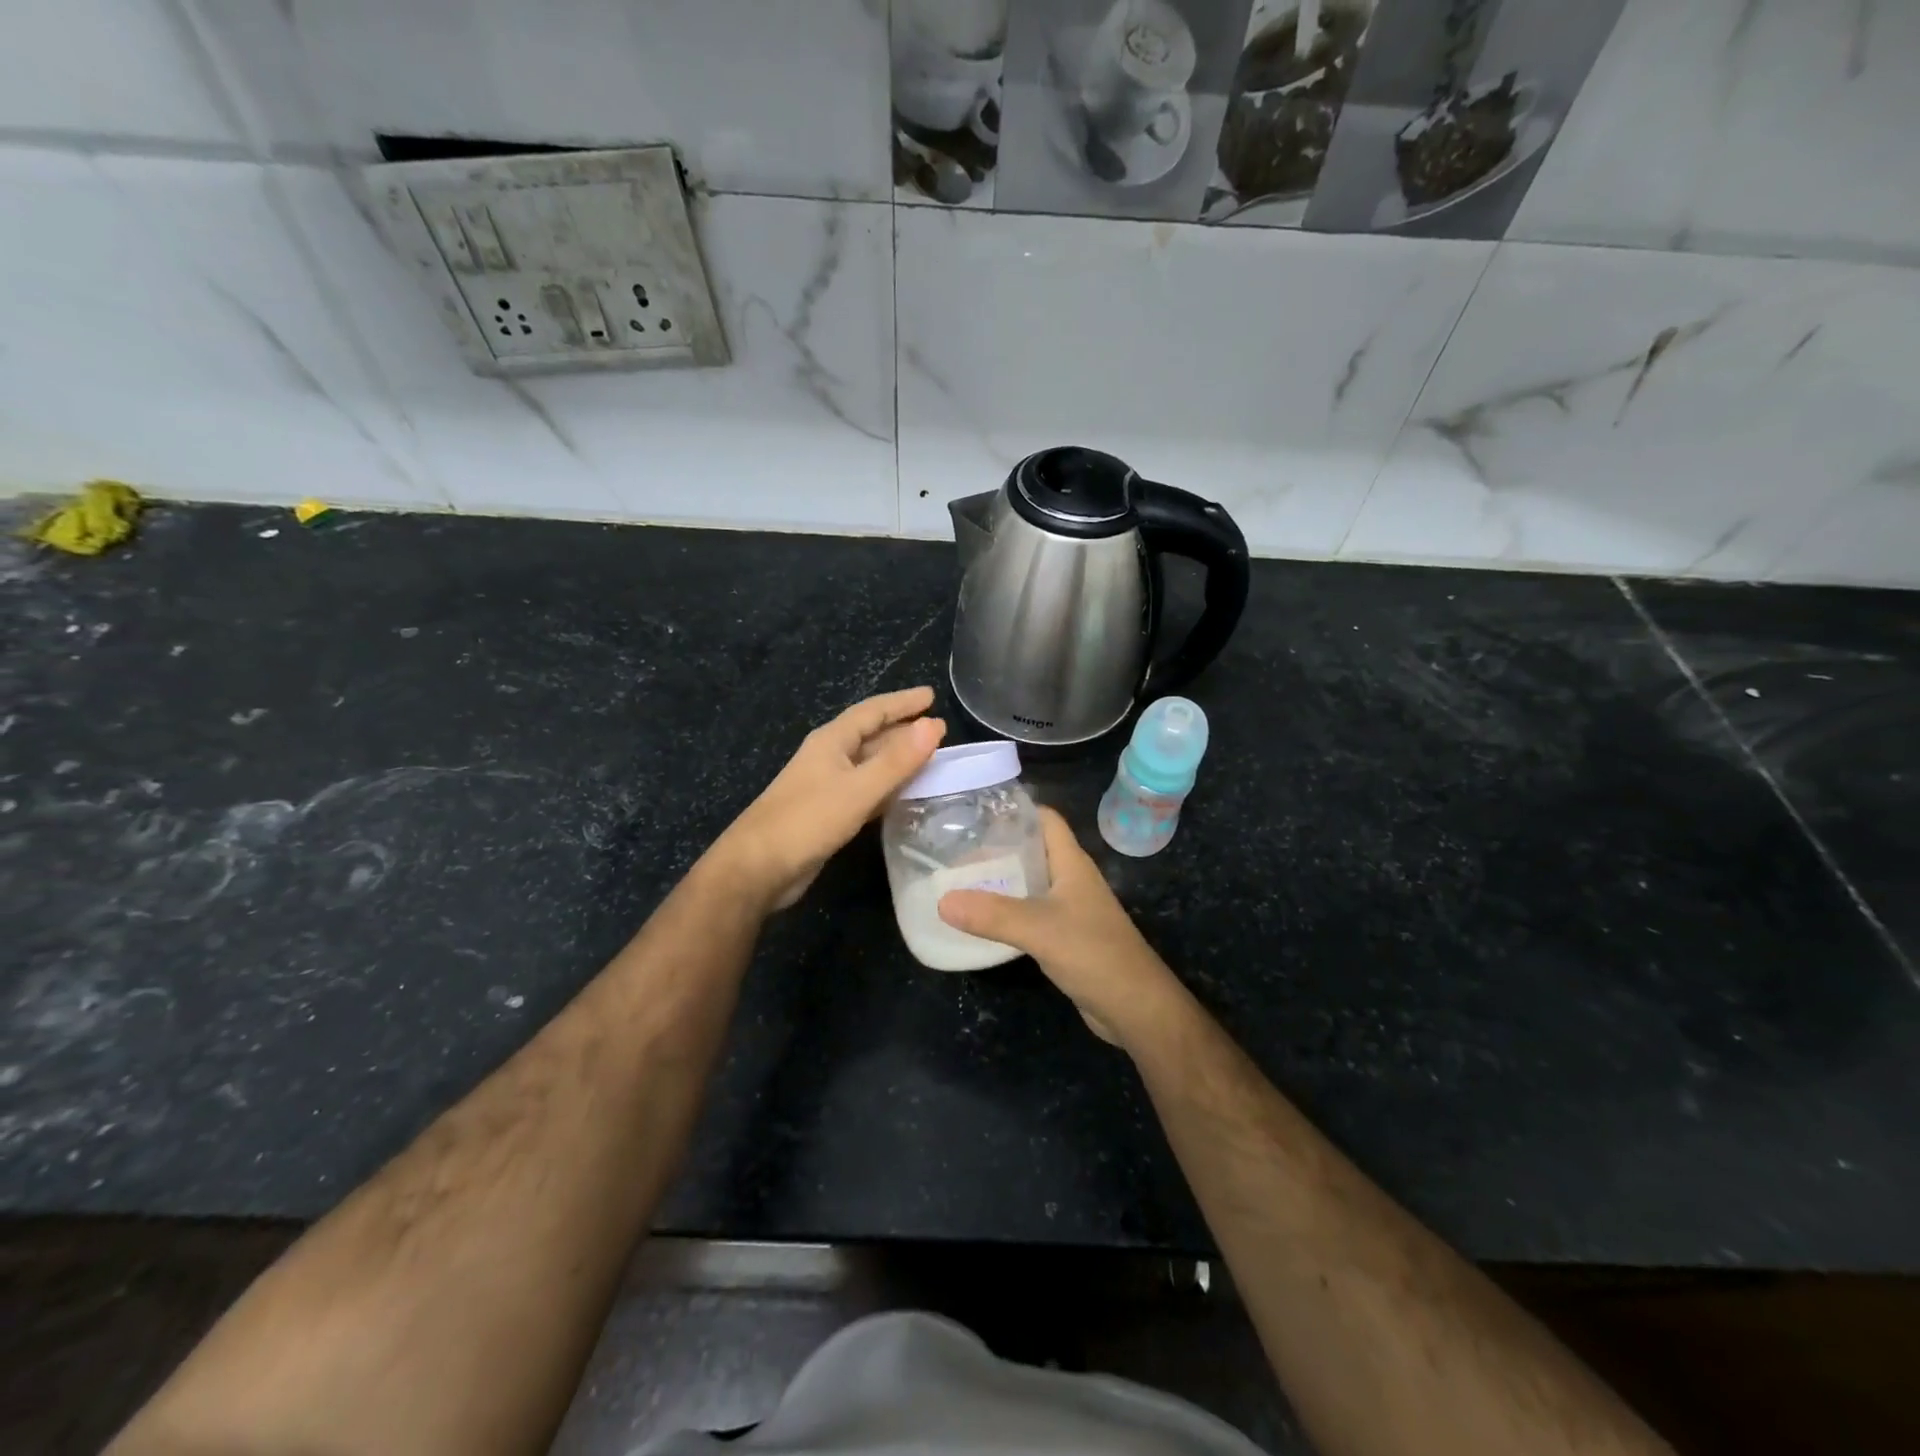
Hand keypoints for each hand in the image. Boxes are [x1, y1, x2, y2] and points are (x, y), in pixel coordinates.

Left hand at [712, 686, 944, 910]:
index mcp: (832, 741)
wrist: (759, 867)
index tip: (932, 696)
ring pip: (870, 764)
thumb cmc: (807, 820)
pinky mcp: (828, 812)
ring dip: (898, 759)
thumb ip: (897, 760)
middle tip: (939, 730)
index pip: (873, 711)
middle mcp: (829, 757)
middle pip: (871, 735)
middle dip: (903, 730)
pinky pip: (866, 789)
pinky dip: (888, 786)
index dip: (903, 702)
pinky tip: (905, 794)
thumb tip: (933, 725)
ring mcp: (827, 785)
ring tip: (930, 759)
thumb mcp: (858, 789)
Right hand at [937, 808, 1185, 1050]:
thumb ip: (992, 914)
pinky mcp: (1065, 936)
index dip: (1016, 809)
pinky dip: (1006, 912)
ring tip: (959, 880)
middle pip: (1032, 850)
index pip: (1045, 819)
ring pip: (1030, 883)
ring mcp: (1070, 909)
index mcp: (1072, 863)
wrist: (1135, 1007)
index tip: (976, 811)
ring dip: (1000, 880)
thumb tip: (942, 901)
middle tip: (954, 850)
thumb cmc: (1094, 953)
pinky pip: (1030, 913)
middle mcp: (1071, 880)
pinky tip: (981, 920)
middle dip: (997, 847)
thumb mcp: (1039, 929)